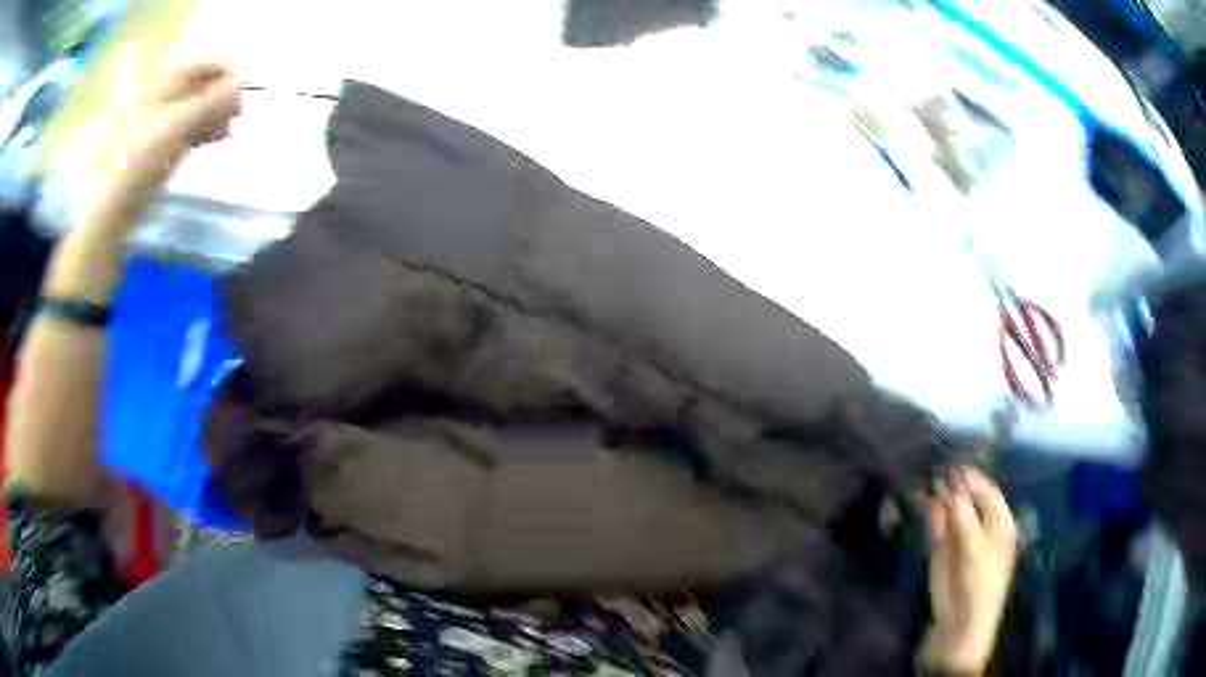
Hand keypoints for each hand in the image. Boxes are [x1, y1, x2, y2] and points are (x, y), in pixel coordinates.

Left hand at [120, 62, 241, 198]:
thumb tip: (239, 84)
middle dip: (221, 98)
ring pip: (196, 110)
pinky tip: (215, 138)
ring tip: (227, 131)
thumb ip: (209, 102)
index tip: (242, 91)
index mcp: (160, 86)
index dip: (224, 73)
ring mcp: (160, 124)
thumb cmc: (138, 161)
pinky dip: (204, 131)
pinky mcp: (161, 148)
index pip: (200, 67)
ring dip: (215, 116)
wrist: (112, 208)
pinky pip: (188, 130)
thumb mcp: (176, 125)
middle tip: (237, 115)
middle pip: (200, 88)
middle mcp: (161, 99)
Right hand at [924, 466, 1017, 674]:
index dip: (969, 476)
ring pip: (949, 508)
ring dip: (938, 495)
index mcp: (999, 520)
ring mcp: (961, 535)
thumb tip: (950, 484)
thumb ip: (962, 513)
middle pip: (966, 496)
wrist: (961, 618)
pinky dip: (930, 512)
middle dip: (951, 483)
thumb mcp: (975, 545)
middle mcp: (981, 523)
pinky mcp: (942, 548)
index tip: (951, 461)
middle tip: (934, 466)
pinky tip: (920, 497)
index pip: (986, 489)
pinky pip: (937, 524)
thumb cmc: (980, 579)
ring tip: (924, 477)